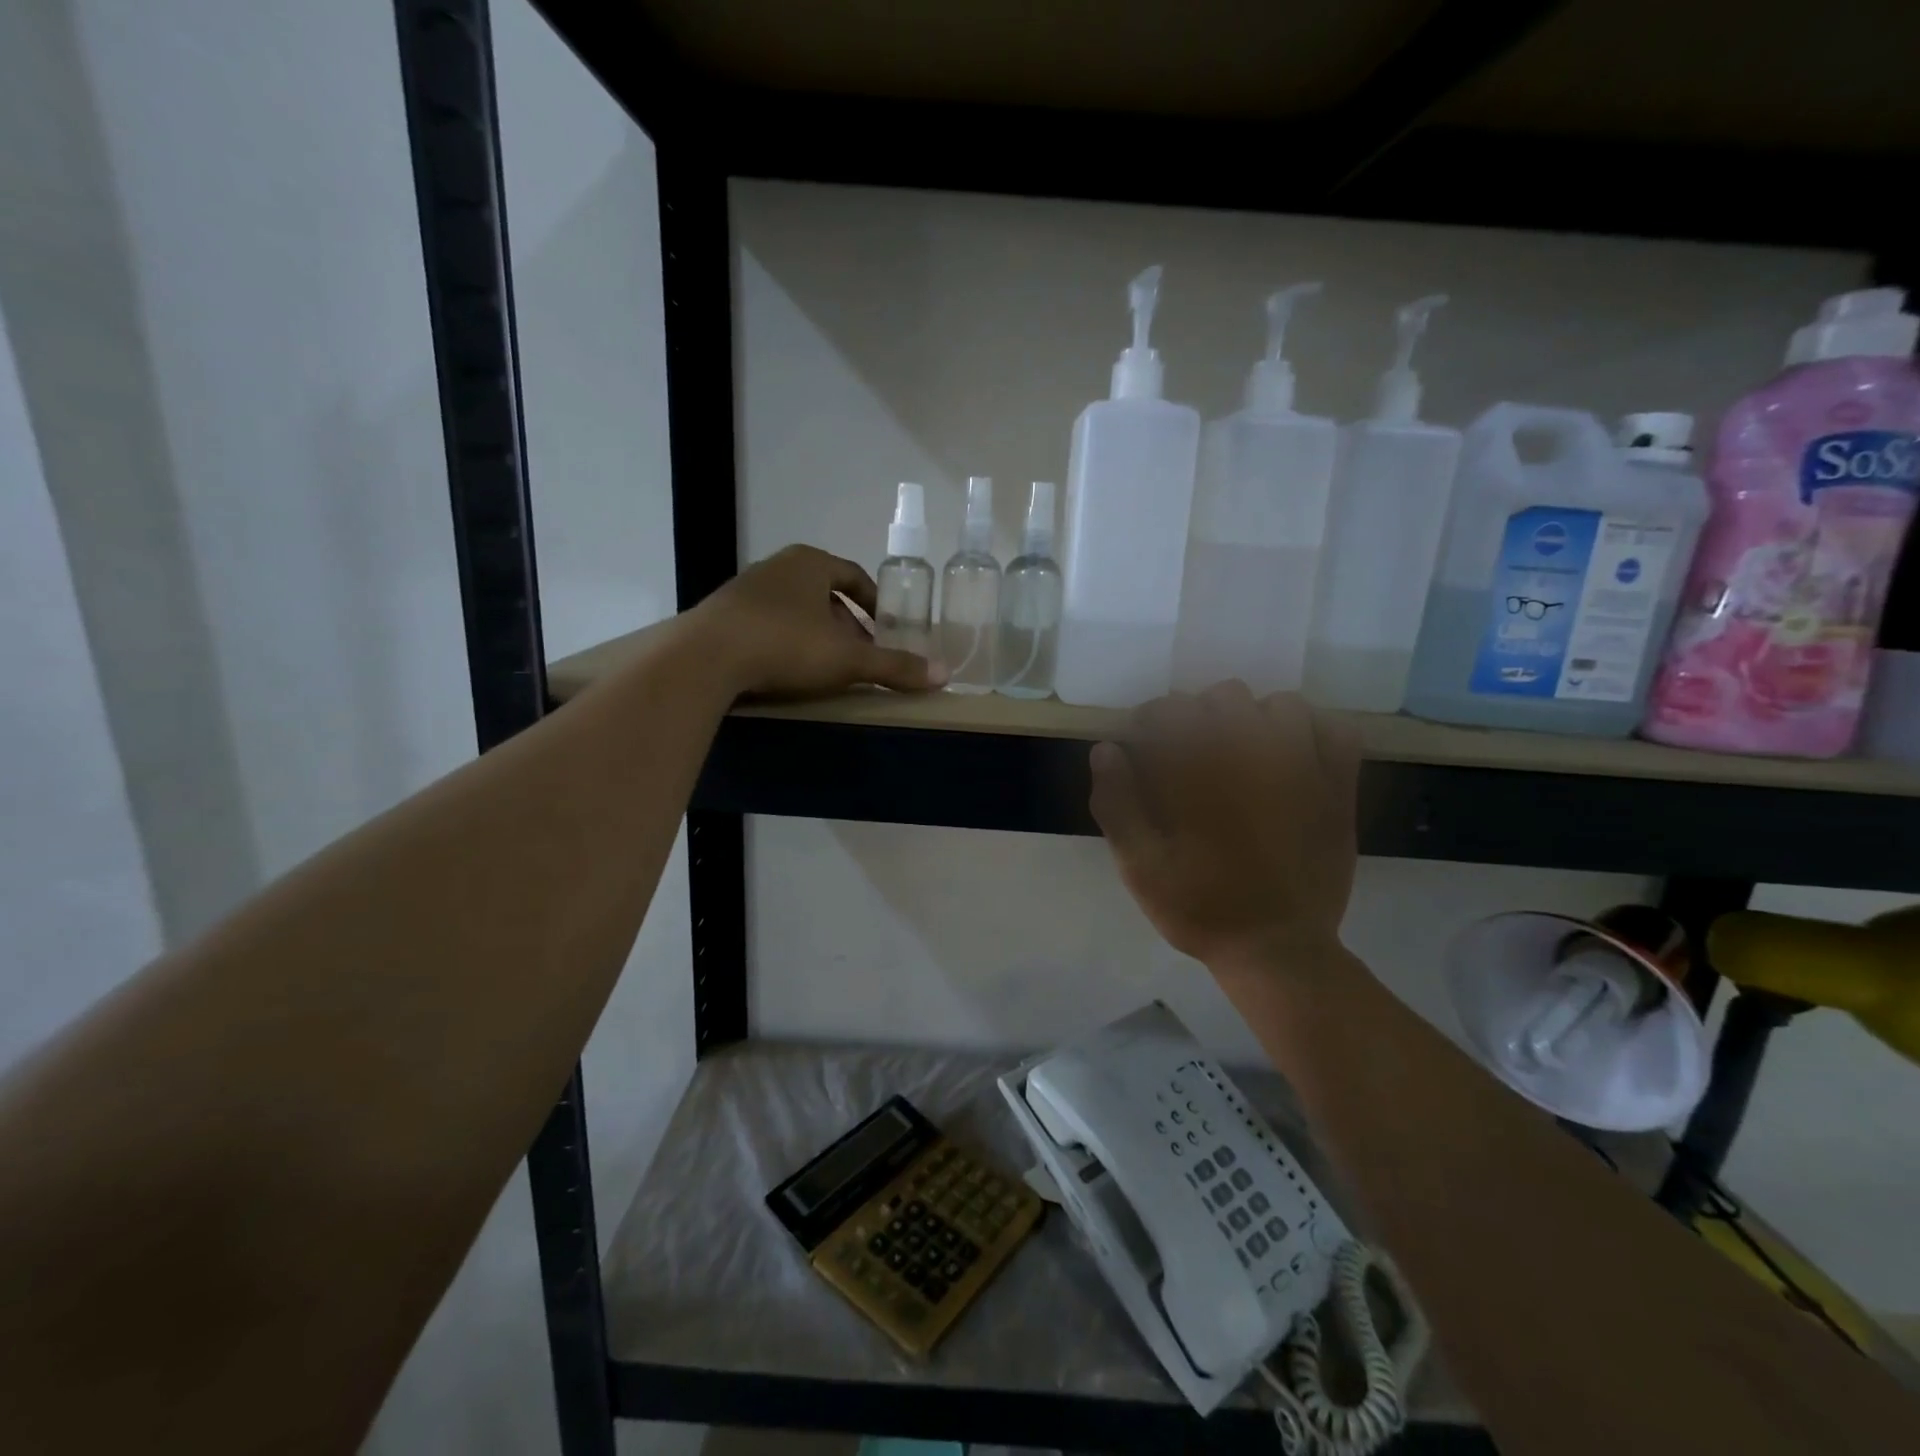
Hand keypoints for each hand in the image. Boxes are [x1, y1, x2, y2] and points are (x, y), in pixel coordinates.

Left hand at [691, 545, 947, 698]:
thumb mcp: (848, 659)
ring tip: (827, 666)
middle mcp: (777, 567)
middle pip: (824, 593)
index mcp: (810, 563)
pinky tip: (786, 669)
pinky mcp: (722, 616)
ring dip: (815, 634)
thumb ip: (893, 666)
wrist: (705, 657)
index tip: (887, 628)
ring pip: (794, 609)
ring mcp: (745, 590)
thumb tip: (943, 675)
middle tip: (861, 653)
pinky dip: (785, 642)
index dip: (874, 602)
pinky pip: (766, 624)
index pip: (852, 576)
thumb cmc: (786, 644)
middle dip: (846, 624)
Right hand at [1089, 682, 1360, 975]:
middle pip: (1223, 696)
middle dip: (1198, 717)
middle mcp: (1253, 754)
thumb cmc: (1199, 908)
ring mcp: (1305, 767)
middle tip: (1189, 756)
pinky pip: (1336, 731)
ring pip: (1281, 705)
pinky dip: (1314, 732)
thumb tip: (1105, 749)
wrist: (1276, 949)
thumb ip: (1117, 804)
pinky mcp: (1339, 788)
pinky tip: (1294, 755)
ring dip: (1256, 720)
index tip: (1141, 748)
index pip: (1168, 711)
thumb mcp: (1138, 866)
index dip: (1147, 723)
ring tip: (1242, 752)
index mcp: (1201, 770)